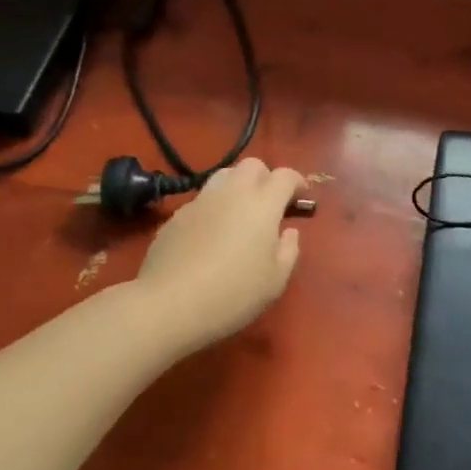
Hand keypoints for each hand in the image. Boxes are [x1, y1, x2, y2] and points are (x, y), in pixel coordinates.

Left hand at [134, 158, 304, 353]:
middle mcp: (232, 192)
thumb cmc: (233, 293)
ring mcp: (200, 201)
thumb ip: (289, 250)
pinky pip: (202, 200)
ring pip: (223, 176)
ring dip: (237, 186)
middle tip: (270, 203)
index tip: (301, 197)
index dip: (297, 182)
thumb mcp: (276, 280)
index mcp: (262, 203)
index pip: (285, 176)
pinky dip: (214, 207)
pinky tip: (211, 234)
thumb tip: (288, 231)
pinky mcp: (176, 216)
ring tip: (240, 213)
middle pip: (252, 165)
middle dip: (265, 177)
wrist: (169, 304)